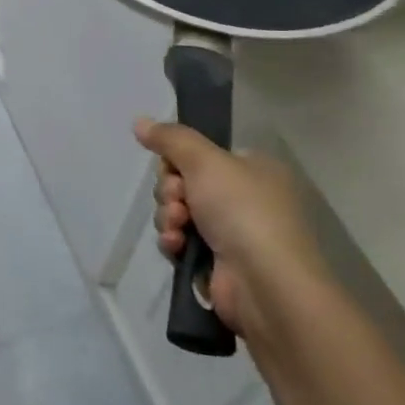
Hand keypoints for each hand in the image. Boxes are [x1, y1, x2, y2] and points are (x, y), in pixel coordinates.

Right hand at [134, 119, 327, 341]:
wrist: (266, 284)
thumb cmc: (242, 211)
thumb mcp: (205, 161)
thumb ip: (170, 138)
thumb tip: (139, 121)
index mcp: (252, 169)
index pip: (200, 155)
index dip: (177, 161)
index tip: (174, 170)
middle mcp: (244, 199)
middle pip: (183, 183)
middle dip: (170, 192)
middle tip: (178, 200)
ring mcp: (232, 233)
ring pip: (178, 213)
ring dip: (168, 217)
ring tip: (178, 227)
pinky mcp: (217, 264)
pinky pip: (181, 242)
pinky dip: (174, 242)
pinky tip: (177, 247)